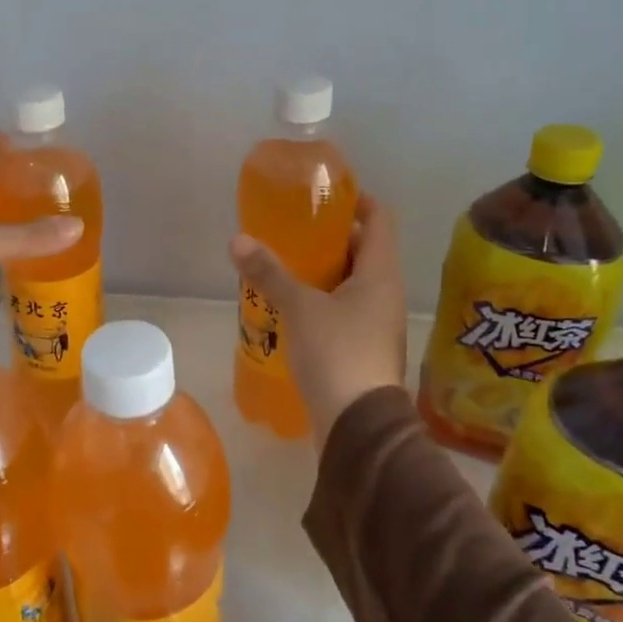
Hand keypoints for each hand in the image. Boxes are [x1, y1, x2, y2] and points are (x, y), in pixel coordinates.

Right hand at [230, 194, 407, 445]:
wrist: (358, 425)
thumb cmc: (336, 353)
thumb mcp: (299, 307)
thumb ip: (269, 273)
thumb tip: (237, 241)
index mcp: (380, 273)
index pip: (379, 218)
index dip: (357, 200)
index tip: (325, 196)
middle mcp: (385, 293)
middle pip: (364, 250)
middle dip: (330, 238)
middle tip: (293, 232)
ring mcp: (377, 323)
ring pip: (352, 284)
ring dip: (323, 272)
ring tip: (285, 267)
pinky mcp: (363, 349)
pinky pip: (344, 312)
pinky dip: (322, 302)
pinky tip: (290, 308)